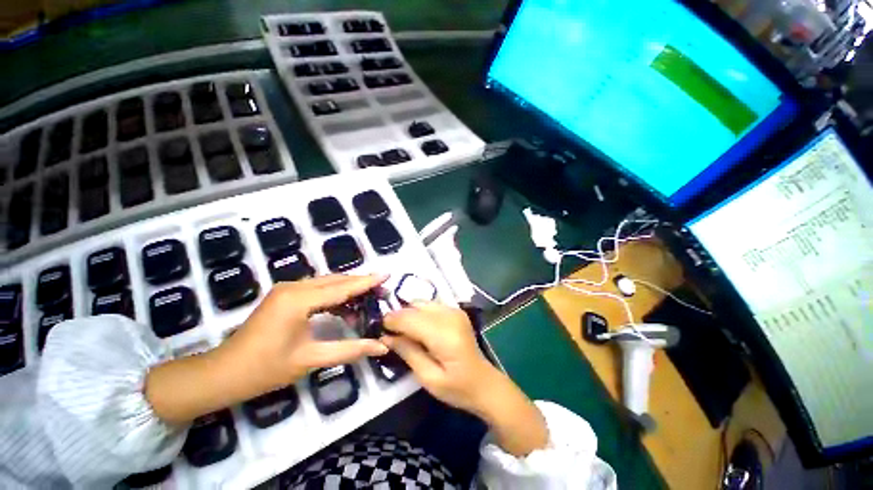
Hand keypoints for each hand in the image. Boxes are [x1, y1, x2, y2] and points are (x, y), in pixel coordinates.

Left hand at [222, 274, 389, 393]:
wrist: (222, 374)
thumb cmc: (264, 369)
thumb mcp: (310, 359)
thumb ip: (350, 350)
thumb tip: (381, 347)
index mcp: (299, 300)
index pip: (342, 287)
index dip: (367, 282)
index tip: (387, 275)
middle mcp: (294, 287)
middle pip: (336, 280)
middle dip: (361, 284)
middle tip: (382, 290)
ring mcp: (288, 289)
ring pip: (327, 283)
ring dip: (348, 289)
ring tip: (369, 299)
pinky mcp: (285, 295)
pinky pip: (318, 289)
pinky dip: (335, 295)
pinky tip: (346, 307)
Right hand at [381, 303, 497, 414]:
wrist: (484, 382)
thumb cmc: (457, 387)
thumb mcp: (428, 378)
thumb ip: (407, 352)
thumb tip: (386, 337)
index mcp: (444, 334)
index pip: (410, 318)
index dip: (392, 321)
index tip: (380, 330)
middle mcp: (450, 316)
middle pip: (415, 306)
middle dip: (399, 317)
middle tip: (391, 333)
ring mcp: (455, 311)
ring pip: (421, 302)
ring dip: (409, 314)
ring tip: (405, 332)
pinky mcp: (456, 311)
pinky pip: (430, 305)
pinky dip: (420, 313)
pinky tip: (419, 329)